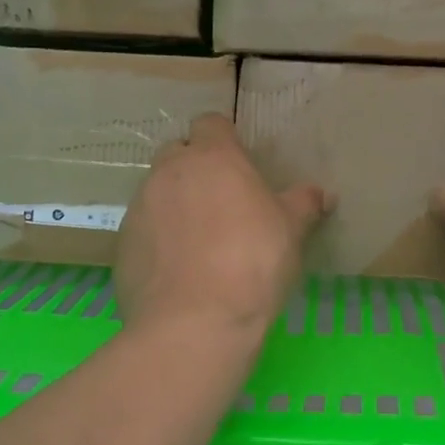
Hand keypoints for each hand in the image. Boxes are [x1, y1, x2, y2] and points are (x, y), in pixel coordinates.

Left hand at [116, 113, 329, 348]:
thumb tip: (323, 194)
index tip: (239, 162)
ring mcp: (140, 207)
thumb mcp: (291, 231)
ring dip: (174, 204)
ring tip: (199, 241)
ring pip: (157, 191)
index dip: (224, 139)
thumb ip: (303, 204)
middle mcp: (170, 172)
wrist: (195, 322)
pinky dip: (157, 240)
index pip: (211, 123)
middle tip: (221, 201)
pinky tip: (178, 270)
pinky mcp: (122, 244)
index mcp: (213, 157)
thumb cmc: (253, 262)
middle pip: (177, 153)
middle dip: (194, 168)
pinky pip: (143, 230)